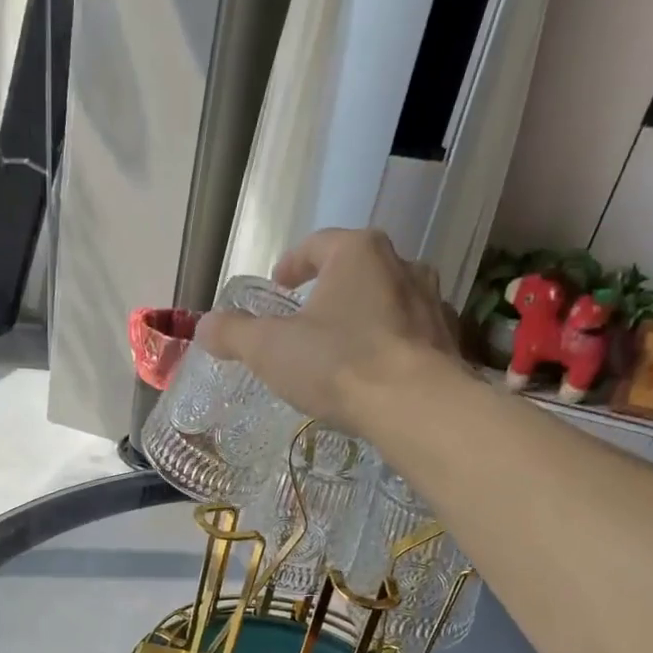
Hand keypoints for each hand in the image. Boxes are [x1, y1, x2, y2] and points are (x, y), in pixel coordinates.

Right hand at [196, 228, 461, 434]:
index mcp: (357, 253)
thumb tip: (203, 327)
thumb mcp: (270, 350)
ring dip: (364, 315)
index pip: (318, 244)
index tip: (279, 283)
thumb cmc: (338, 365)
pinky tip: (377, 372)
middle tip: (309, 315)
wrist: (416, 407)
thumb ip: (234, 334)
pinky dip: (391, 344)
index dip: (293, 263)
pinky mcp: (448, 340)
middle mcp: (402, 265)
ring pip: (388, 300)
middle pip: (358, 269)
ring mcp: (431, 302)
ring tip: (343, 345)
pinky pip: (411, 334)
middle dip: (331, 288)